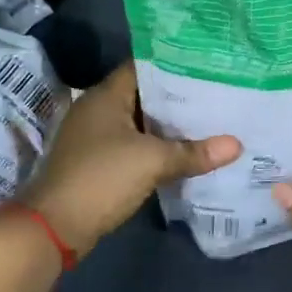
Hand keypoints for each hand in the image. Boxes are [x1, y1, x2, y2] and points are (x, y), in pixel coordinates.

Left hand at [24, 61, 240, 258]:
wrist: (54, 227)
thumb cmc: (101, 178)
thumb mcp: (152, 162)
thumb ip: (194, 152)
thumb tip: (237, 145)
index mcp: (106, 96)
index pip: (145, 66)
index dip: (176, 65)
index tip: (209, 65)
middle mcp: (99, 109)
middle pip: (146, 94)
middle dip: (180, 96)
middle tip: (219, 92)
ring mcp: (97, 137)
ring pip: (143, 122)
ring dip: (171, 124)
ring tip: (211, 118)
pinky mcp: (100, 161)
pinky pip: (136, 144)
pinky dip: (159, 145)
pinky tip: (188, 149)